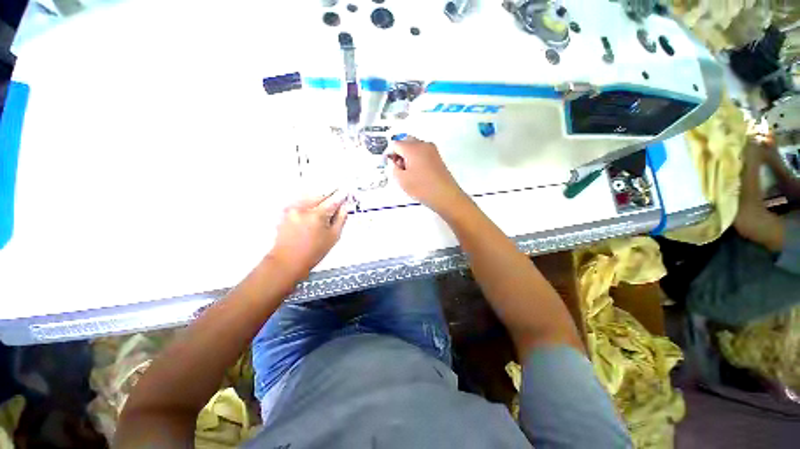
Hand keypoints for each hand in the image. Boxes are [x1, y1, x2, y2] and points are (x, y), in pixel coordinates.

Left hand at [268, 192, 348, 276]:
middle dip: (329, 198)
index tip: (345, 193)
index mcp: (317, 215)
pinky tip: (311, 214)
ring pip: (310, 197)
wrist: (288, 261)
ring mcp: (292, 209)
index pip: (333, 200)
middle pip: (321, 195)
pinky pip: (300, 202)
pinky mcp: (285, 212)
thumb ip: (341, 219)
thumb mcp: (333, 237)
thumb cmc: (311, 253)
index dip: (341, 196)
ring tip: (322, 212)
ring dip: (319, 200)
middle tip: (335, 204)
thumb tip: (344, 208)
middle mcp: (303, 208)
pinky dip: (308, 204)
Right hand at [389, 138, 467, 214]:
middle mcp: (423, 145)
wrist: (445, 196)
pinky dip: (418, 159)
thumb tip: (394, 162)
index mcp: (412, 148)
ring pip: (415, 147)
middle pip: (406, 141)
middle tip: (400, 168)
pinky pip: (423, 153)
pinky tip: (418, 173)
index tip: (392, 165)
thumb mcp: (401, 180)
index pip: (395, 144)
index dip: (391, 155)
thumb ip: (393, 167)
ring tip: (410, 173)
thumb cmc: (423, 188)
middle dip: (400, 153)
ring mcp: (432, 150)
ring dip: (409, 156)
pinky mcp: (438, 158)